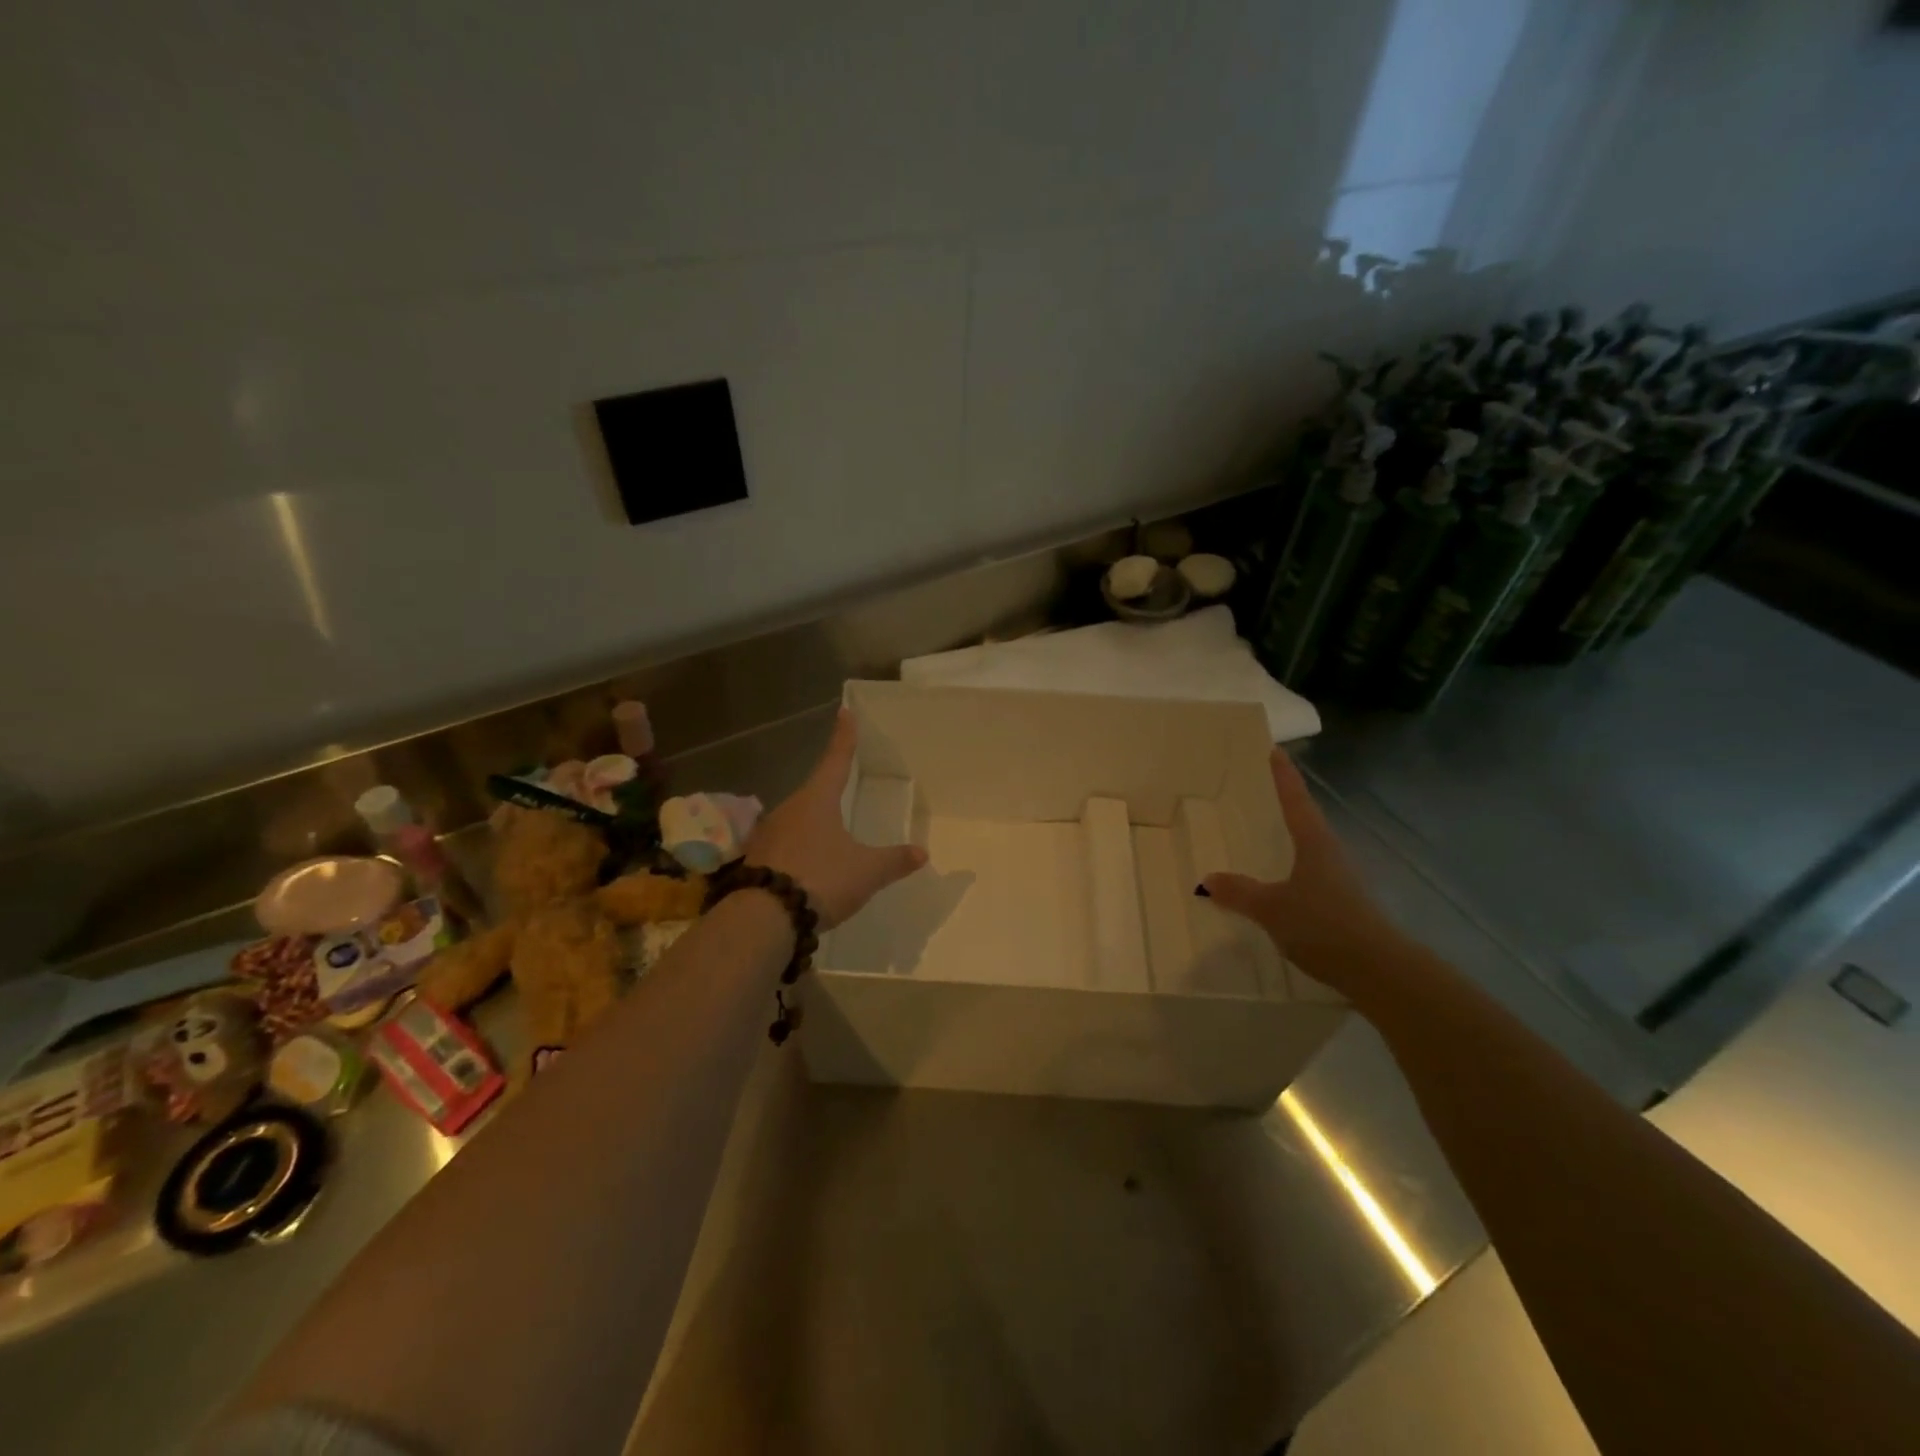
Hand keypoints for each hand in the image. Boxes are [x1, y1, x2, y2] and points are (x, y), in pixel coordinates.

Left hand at [744, 709, 927, 928]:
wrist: (764, 917)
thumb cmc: (821, 878)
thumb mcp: (866, 871)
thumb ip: (894, 860)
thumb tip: (922, 852)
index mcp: (817, 800)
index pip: (836, 760)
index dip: (844, 738)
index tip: (844, 712)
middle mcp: (789, 809)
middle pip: (814, 791)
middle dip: (828, 787)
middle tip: (841, 781)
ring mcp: (768, 834)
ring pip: (796, 819)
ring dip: (812, 821)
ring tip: (828, 832)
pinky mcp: (756, 859)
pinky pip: (784, 845)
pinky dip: (798, 848)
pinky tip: (806, 862)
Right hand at [1201, 749, 1405, 994]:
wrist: (1379, 970)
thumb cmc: (1323, 924)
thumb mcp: (1272, 908)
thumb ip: (1240, 892)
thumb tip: (1208, 878)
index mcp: (1315, 843)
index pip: (1296, 800)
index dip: (1284, 776)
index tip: (1275, 750)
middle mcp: (1331, 854)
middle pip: (1306, 822)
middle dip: (1286, 807)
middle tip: (1261, 795)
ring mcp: (1342, 881)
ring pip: (1311, 852)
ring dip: (1291, 843)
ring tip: (1265, 841)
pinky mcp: (1345, 906)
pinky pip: (1312, 879)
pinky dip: (1294, 874)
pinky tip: (1280, 888)